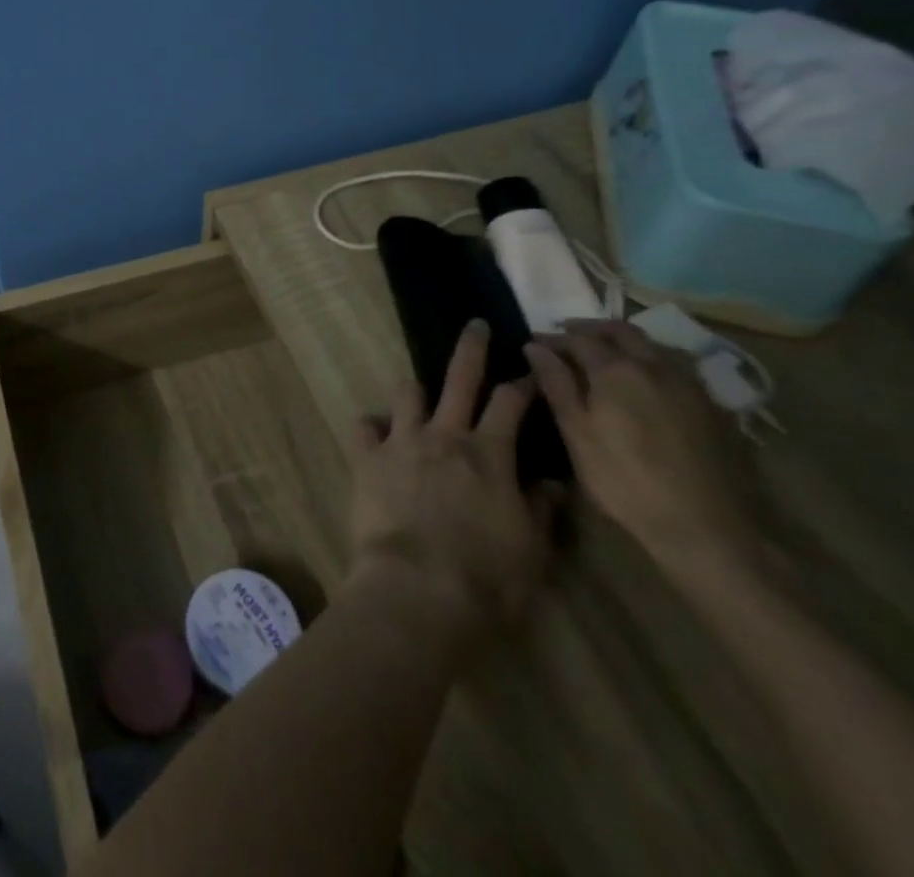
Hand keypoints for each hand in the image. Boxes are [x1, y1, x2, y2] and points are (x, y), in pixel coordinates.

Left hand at [349, 320, 556, 638]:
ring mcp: (402, 441)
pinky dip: (372, 427)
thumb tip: (550, 483)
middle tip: (476, 326)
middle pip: (460, 377)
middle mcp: (444, 436)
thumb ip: (540, 510)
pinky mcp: (366, 457)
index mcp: (489, 454)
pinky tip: (377, 435)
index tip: (533, 371)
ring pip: (406, 393)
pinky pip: (364, 425)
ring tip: (418, 391)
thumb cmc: (487, 578)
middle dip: (471, 347)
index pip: (511, 403)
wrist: (418, 588)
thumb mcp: (532, 550)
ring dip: (415, 390)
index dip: (524, 384)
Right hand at [526, 319, 753, 576]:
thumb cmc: (625, 480)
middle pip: (621, 331)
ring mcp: (690, 385)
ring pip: (654, 345)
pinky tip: (646, 382)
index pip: (578, 338)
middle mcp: (656, 365)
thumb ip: (556, 384)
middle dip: (590, 329)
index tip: (534, 345)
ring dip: (625, 342)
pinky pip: (677, 367)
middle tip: (567, 338)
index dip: (553, 339)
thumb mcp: (577, 434)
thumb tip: (535, 347)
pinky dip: (653, 361)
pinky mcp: (713, 407)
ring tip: (606, 355)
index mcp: (617, 370)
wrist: (707, 529)